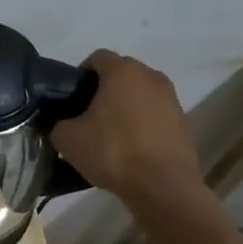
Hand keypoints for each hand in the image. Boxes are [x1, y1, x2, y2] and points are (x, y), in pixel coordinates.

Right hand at [50, 50, 202, 205]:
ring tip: (113, 132)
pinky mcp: (184, 121)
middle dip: (105, 88)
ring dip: (127, 104)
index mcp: (122, 72)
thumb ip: (58, 124)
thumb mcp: (67, 139)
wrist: (162, 186)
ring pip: (141, 92)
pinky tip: (133, 146)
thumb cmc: (112, 153)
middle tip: (89, 114)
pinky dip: (144, 122)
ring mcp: (171, 98)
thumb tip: (61, 124)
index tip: (73, 97)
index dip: (81, 73)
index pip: (98, 57)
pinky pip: (156, 113)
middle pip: (122, 72)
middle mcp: (151, 76)